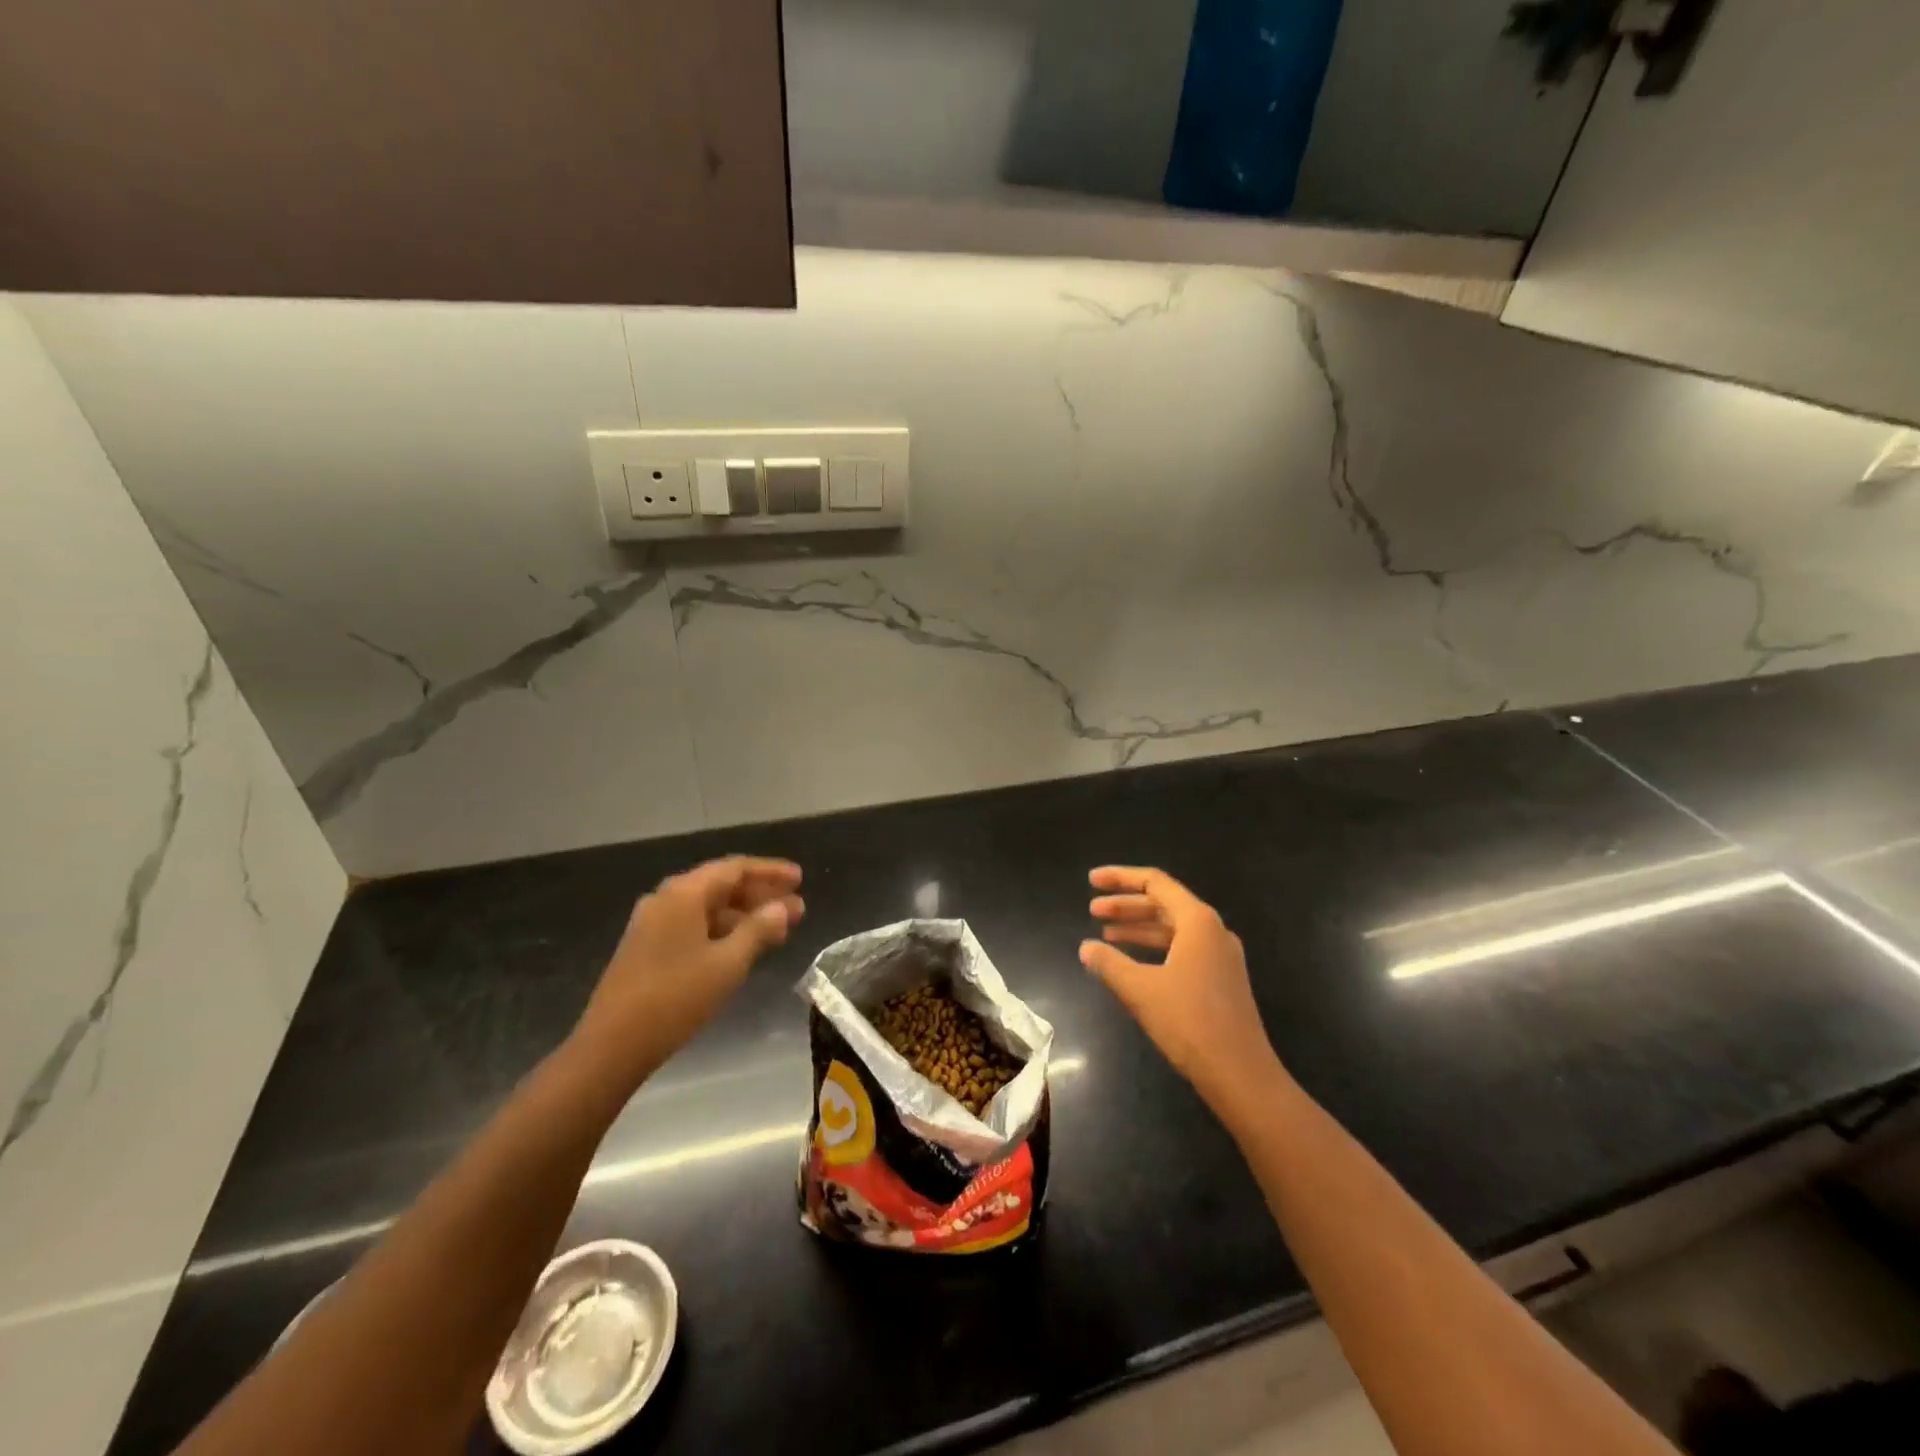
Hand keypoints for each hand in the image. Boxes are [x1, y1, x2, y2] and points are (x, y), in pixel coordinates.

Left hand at [574, 856, 803, 1084]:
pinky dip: (723, 931)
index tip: (800, 879)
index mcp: (684, 892)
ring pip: (708, 908)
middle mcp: (666, 898)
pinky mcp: (647, 947)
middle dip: (761, 896)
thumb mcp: (728, 963)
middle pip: (721, 886)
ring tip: (778, 932)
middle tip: (797, 909)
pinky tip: (743, 948)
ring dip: (744, 916)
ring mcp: (653, 923)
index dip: (771, 872)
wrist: (612, 1045)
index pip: (736, 869)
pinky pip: (694, 926)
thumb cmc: (676, 997)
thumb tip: (782, 907)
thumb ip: (758, 930)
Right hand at [1082, 866, 1286, 1114]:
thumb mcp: (1140, 989)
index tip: (1091, 881)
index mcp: (1197, 921)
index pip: (1154, 882)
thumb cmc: (1189, 1022)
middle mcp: (1213, 930)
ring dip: (1138, 927)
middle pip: (1163, 903)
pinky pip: (1181, 949)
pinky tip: (1132, 963)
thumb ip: (1109, 963)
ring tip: (1104, 934)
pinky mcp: (1221, 979)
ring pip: (1172, 928)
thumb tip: (1085, 948)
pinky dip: (1154, 948)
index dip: (1120, 878)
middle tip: (1092, 910)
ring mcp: (1220, 955)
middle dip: (1126, 904)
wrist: (1240, 1074)